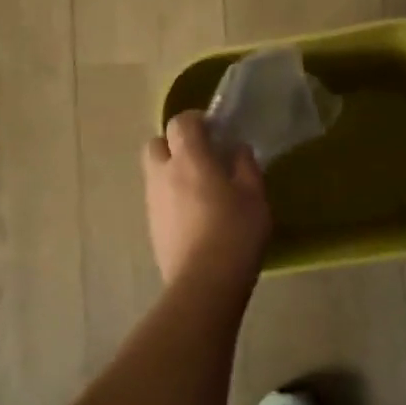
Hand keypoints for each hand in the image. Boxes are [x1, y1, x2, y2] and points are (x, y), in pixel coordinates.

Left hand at [142, 112, 271, 287]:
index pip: (181, 123)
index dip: (196, 120)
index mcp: (190, 159)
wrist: (204, 283)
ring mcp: (153, 201)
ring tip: (199, 189)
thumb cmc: (236, 233)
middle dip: (174, 144)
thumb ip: (245, 166)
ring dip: (171, 171)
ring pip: (154, 173)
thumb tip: (236, 149)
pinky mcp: (151, 226)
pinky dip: (170, 197)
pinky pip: (157, 199)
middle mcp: (163, 174)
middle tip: (201, 157)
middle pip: (157, 144)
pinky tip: (193, 215)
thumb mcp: (254, 196)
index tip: (214, 129)